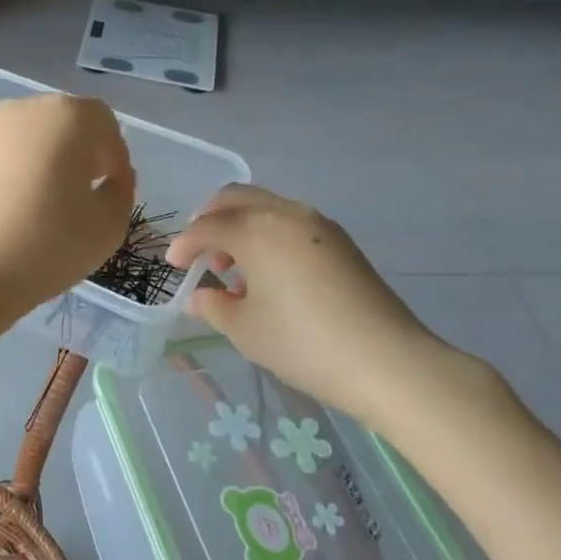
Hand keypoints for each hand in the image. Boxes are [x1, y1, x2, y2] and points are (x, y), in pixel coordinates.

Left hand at [0, 94, 133, 307]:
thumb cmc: (49, 243)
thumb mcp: (109, 224)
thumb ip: (121, 191)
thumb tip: (110, 179)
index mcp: (67, 116)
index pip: (103, 123)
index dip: (114, 155)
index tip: (113, 188)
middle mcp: (25, 108)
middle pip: (64, 123)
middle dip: (80, 152)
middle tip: (84, 192)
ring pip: (30, 135)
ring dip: (46, 158)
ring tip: (47, 200)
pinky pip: (2, 152)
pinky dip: (15, 168)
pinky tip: (15, 204)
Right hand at [165, 185, 467, 426]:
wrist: (387, 361)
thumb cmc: (302, 343)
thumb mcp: (245, 330)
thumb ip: (214, 306)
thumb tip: (200, 296)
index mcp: (256, 230)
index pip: (207, 226)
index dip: (184, 244)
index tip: (173, 265)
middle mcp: (286, 214)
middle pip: (236, 198)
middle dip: (209, 219)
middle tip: (198, 251)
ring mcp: (318, 224)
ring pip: (265, 206)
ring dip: (240, 226)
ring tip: (233, 268)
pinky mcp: (340, 241)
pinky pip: (290, 222)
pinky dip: (267, 234)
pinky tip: (267, 273)